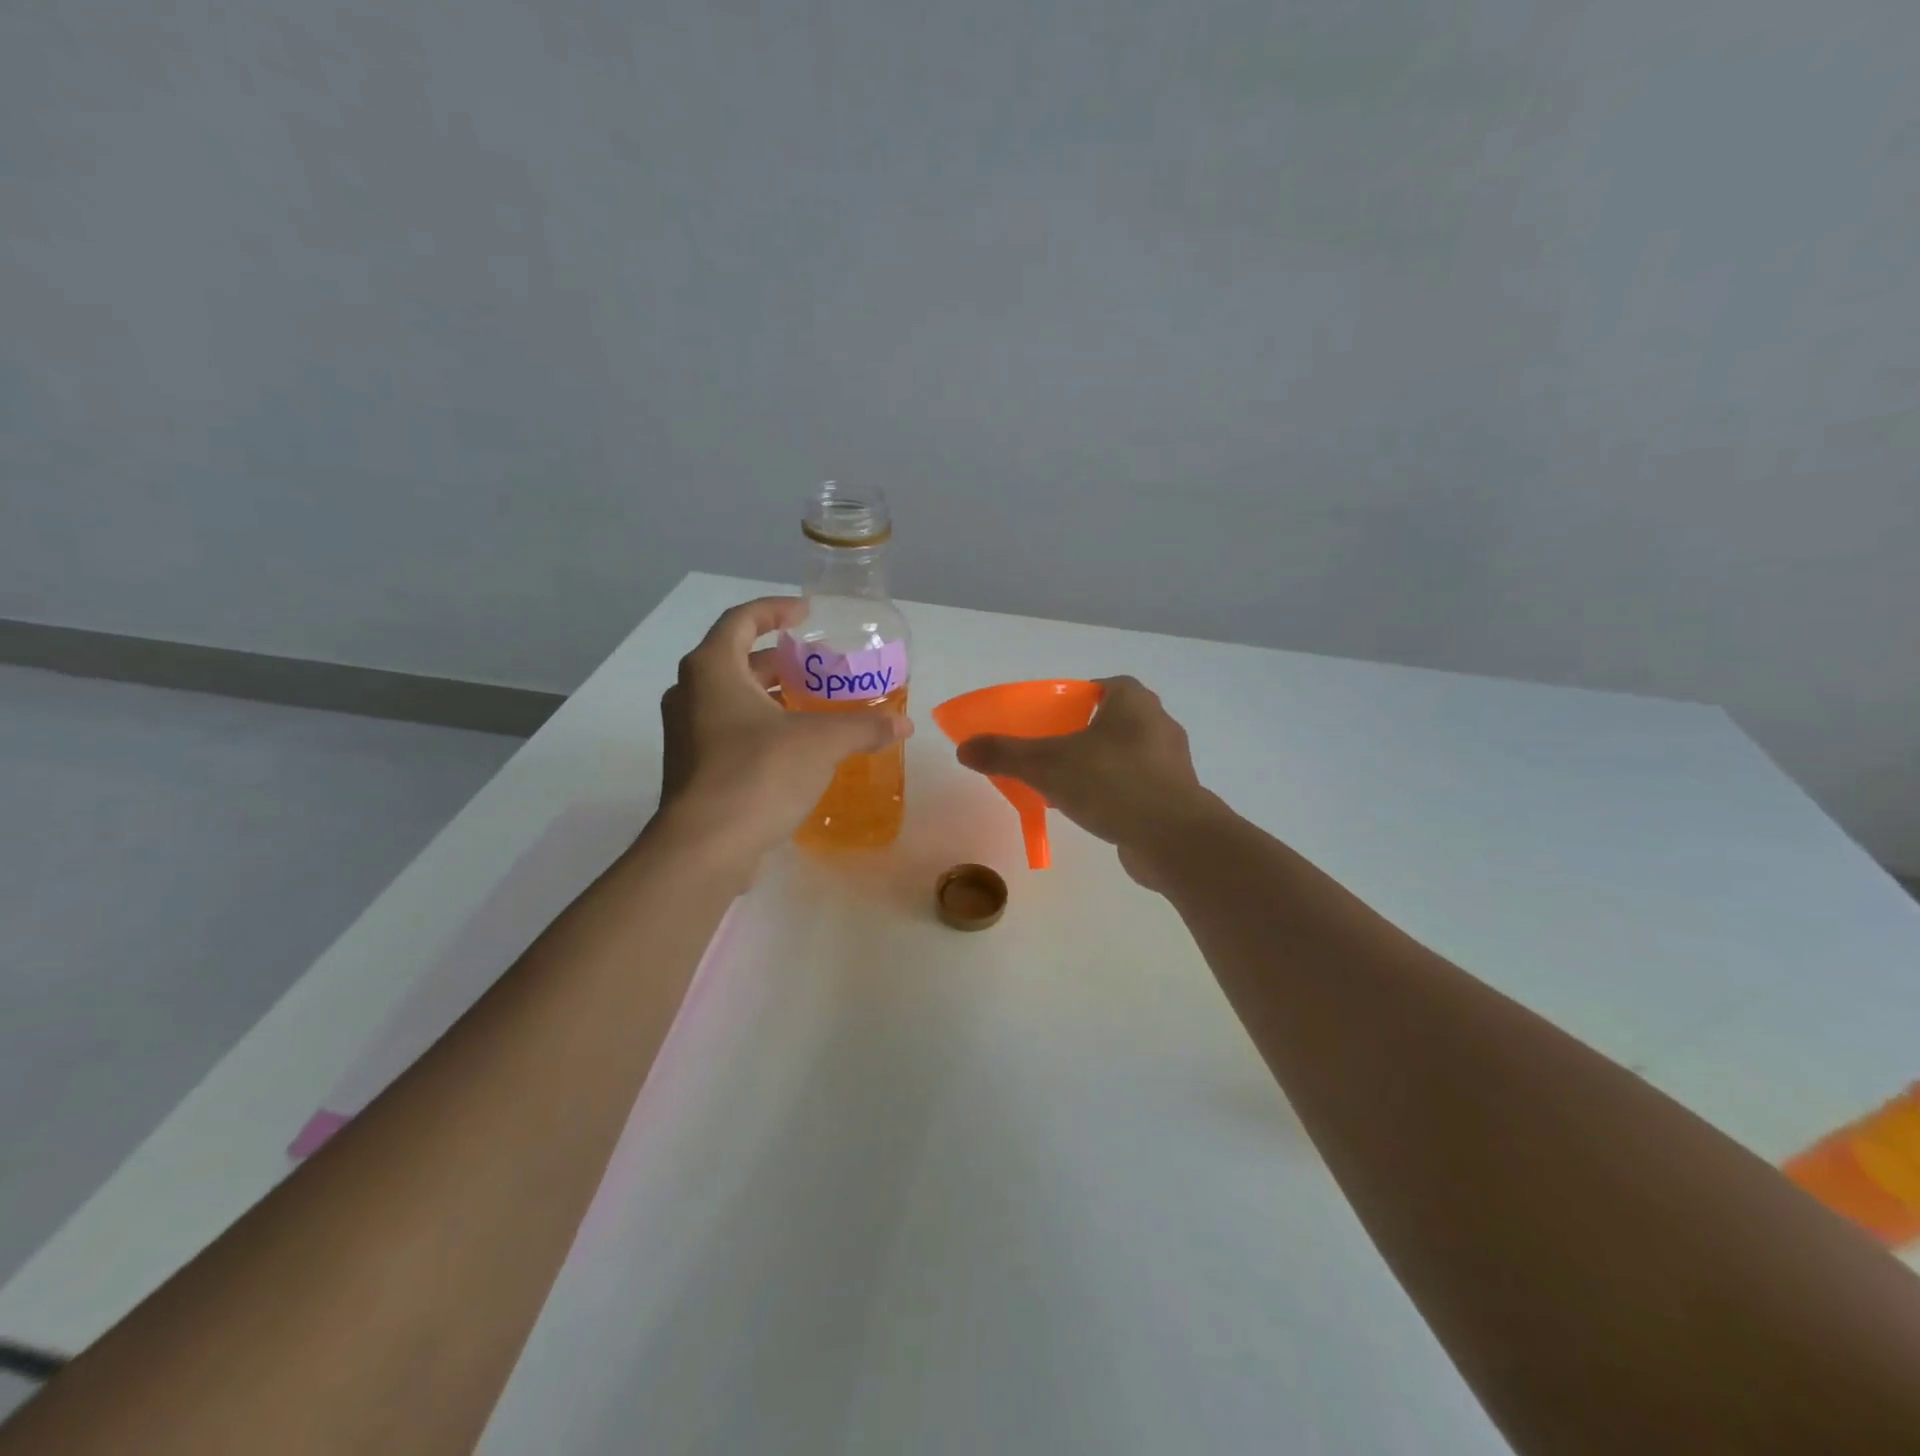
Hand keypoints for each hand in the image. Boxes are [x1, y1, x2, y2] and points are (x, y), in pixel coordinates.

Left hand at [653, 598, 911, 869]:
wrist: (705, 847)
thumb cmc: (758, 774)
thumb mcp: (821, 743)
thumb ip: (863, 727)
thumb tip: (903, 724)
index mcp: (712, 669)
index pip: (741, 620)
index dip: (775, 611)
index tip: (805, 615)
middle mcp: (690, 693)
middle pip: (735, 660)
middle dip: (778, 661)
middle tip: (817, 666)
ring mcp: (685, 734)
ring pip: (730, 699)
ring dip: (769, 696)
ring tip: (811, 705)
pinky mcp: (691, 769)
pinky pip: (727, 732)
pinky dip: (759, 727)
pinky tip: (794, 749)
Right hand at [955, 676, 1220, 887]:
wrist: (1173, 839)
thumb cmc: (1112, 784)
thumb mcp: (1046, 765)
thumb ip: (1004, 754)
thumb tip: (963, 749)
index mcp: (1133, 702)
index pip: (1105, 686)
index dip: (1078, 697)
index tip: (1052, 718)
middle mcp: (1158, 724)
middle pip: (1115, 720)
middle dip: (1085, 733)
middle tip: (1053, 751)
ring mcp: (1172, 763)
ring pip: (1128, 755)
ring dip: (1101, 765)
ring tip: (1068, 785)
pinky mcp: (1177, 797)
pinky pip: (1139, 785)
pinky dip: (1117, 793)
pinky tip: (1094, 811)